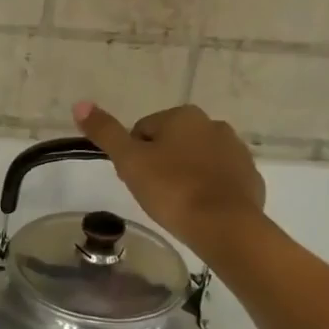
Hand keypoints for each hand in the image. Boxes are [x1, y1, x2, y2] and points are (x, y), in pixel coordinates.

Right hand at [71, 101, 266, 254]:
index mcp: (183, 116)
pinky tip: (198, 210)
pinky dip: (206, 190)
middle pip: (171, 143)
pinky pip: (218, 179)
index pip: (142, 131)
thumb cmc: (171, 189)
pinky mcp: (249, 178)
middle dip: (159, 164)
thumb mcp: (129, 161)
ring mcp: (236, 151)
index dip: (133, 156)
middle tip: (152, 192)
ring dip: (183, 175)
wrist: (224, 225)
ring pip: (196, 160)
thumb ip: (105, 132)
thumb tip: (79, 103)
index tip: (134, 179)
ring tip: (175, 203)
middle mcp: (213, 124)